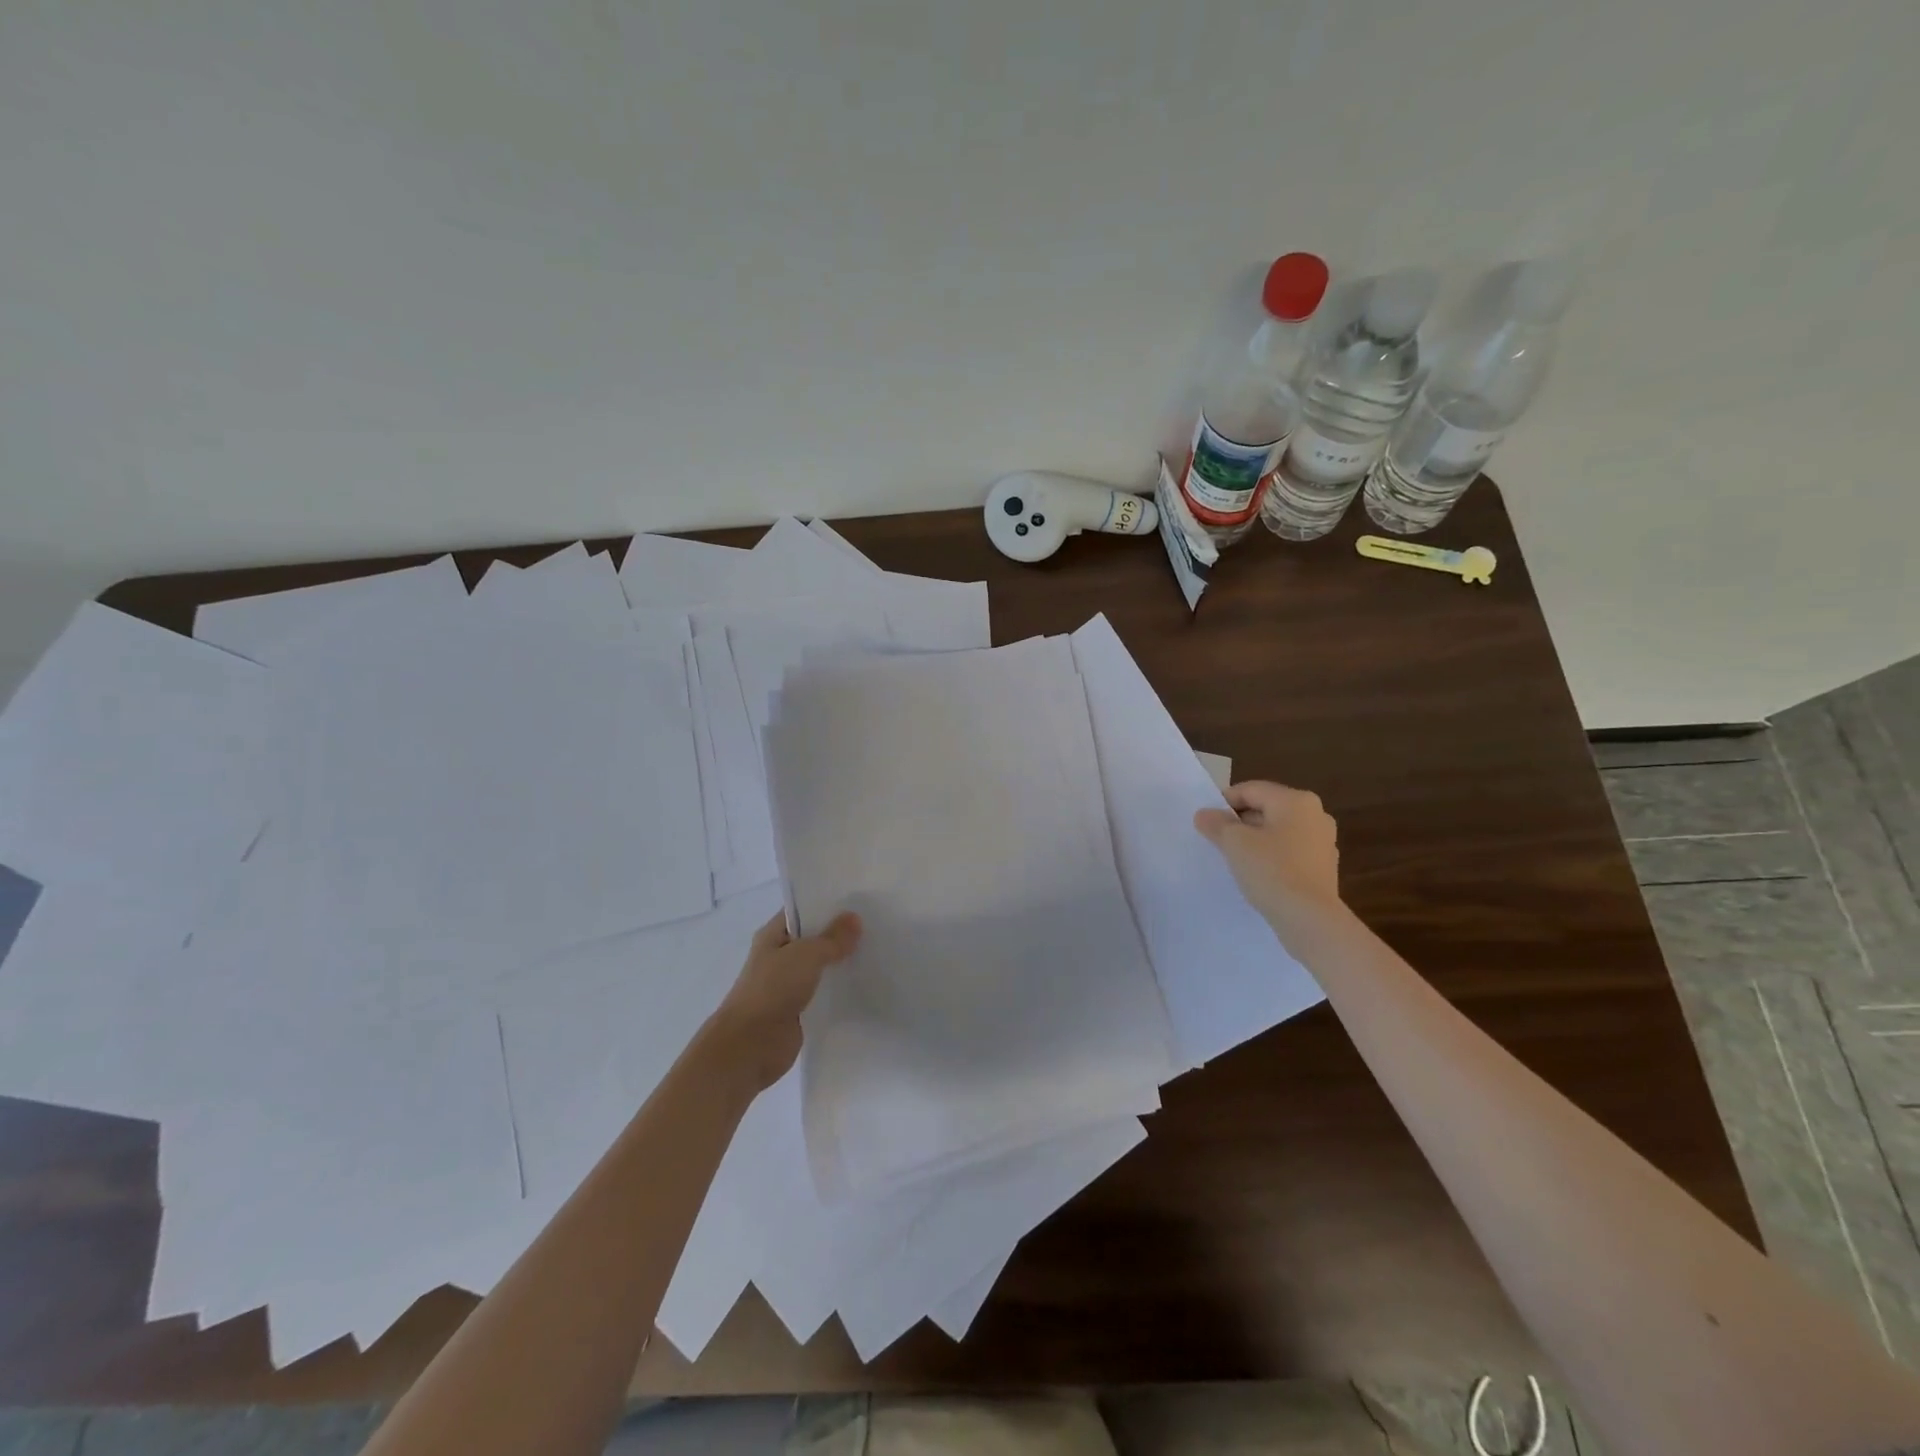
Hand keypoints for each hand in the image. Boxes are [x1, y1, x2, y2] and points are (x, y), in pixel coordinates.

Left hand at [705, 911, 861, 1092]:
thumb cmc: (772, 990)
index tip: (858, 900)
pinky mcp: (798, 1010)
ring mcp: (788, 985)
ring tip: (876, 951)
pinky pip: (823, 992)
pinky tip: (864, 983)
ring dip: (841, 962)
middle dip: (839, 933)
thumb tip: (854, 918)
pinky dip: (839, 989)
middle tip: (876, 924)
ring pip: (820, 967)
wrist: (750, 1046)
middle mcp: (779, 957)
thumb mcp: (806, 955)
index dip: (827, 904)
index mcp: (772, 935)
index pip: (802, 911)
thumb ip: (832, 938)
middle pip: (813, 939)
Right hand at [1194, 781, 1341, 936]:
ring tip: (1235, 858)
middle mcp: (1315, 814)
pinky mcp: (1324, 867)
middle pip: (1266, 808)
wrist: (1309, 919)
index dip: (1224, 802)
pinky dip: (1272, 856)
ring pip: (1278, 831)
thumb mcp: (1234, 843)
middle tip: (1217, 839)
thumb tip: (1205, 814)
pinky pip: (1290, 852)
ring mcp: (1323, 842)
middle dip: (1240, 821)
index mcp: (1295, 800)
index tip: (1206, 821)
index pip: (1251, 790)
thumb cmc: (1271, 870)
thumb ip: (1217, 823)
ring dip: (1255, 839)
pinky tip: (1257, 874)